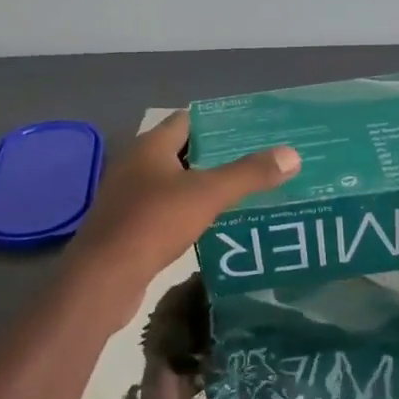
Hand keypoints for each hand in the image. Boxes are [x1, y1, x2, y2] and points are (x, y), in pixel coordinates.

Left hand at [69, 109, 299, 315]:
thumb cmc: (154, 223)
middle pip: (182, 152)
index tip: (253, 130)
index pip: (188, 120)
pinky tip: (215, 223)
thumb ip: (249, 174)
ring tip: (244, 192)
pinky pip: (166, 210)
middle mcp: (136, 165)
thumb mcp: (208, 194)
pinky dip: (190, 211)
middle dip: (218, 156)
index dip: (219, 122)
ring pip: (174, 183)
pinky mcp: (128, 226)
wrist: (105, 278)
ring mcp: (128, 197)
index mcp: (150, 147)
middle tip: (258, 162)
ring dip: (204, 186)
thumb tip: (292, 154)